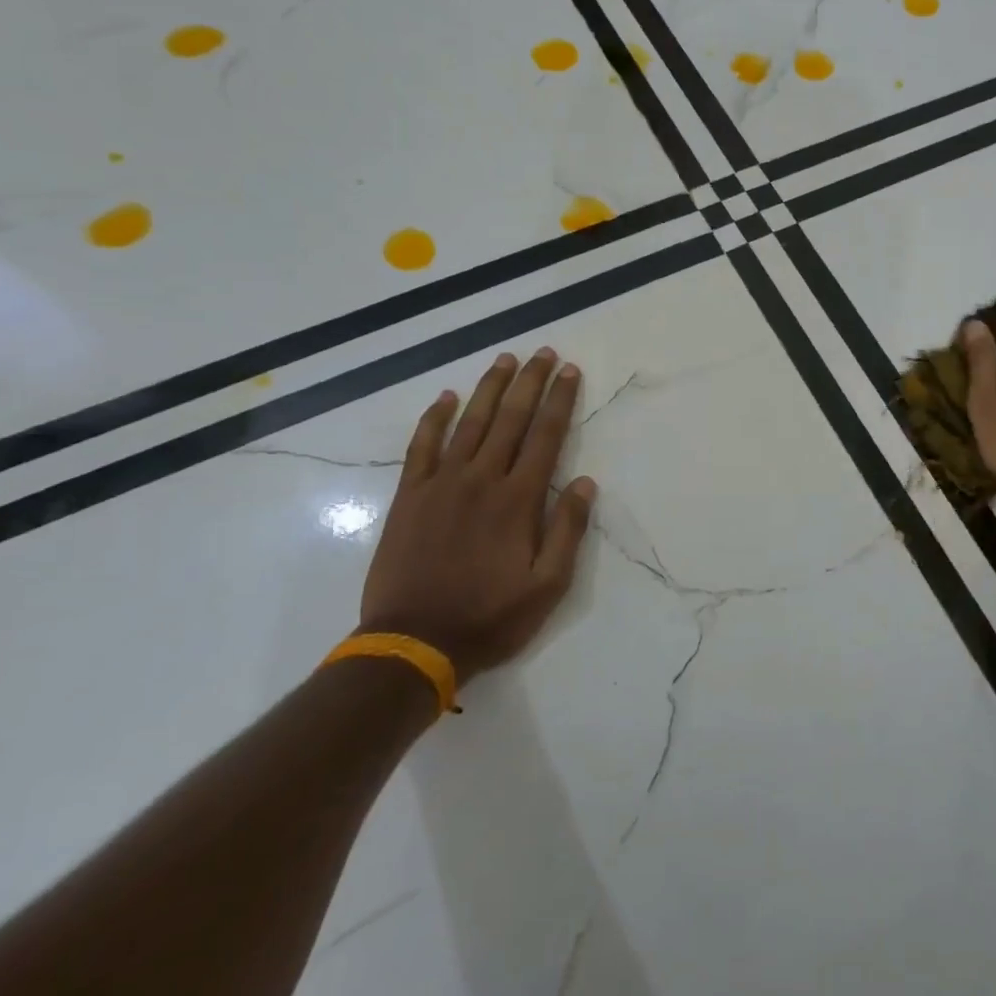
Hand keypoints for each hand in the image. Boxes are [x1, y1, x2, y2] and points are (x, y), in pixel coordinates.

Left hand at [359, 348, 596, 681]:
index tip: (569, 370)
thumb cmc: (490, 617)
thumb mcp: (548, 586)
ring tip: (504, 359)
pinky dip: (435, 418)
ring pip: (470, 423)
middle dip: (529, 382)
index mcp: (518, 500)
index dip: (559, 400)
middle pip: (510, 419)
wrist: (414, 642)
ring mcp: (441, 484)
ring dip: (489, 388)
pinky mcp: (410, 496)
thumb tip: (585, 483)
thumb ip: (567, 531)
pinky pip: (423, 446)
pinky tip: (447, 398)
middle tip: (543, 352)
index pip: (545, 436)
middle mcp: (481, 480)